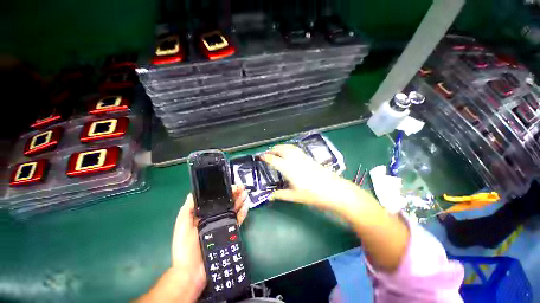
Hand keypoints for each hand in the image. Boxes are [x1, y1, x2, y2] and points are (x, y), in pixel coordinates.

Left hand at [171, 186, 247, 297]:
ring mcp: (223, 225)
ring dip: (240, 200)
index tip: (230, 186)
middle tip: (241, 187)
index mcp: (204, 215)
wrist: (192, 271)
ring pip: (233, 210)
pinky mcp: (229, 232)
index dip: (223, 192)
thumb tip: (192, 193)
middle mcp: (215, 218)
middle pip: (226, 203)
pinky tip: (246, 205)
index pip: (215, 200)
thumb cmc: (185, 247)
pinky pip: (238, 220)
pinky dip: (243, 212)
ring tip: (245, 192)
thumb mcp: (182, 225)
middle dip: (234, 194)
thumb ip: (187, 209)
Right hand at [263, 145, 410, 272]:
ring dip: (282, 147)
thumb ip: (281, 195)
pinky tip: (290, 154)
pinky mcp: (310, 159)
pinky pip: (297, 150)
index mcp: (289, 169)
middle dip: (274, 149)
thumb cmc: (315, 195)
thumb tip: (270, 197)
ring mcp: (304, 158)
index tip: (261, 157)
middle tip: (268, 152)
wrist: (336, 191)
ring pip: (290, 148)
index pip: (275, 160)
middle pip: (282, 149)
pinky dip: (290, 149)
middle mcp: (295, 160)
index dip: (267, 157)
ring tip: (277, 150)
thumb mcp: (295, 197)